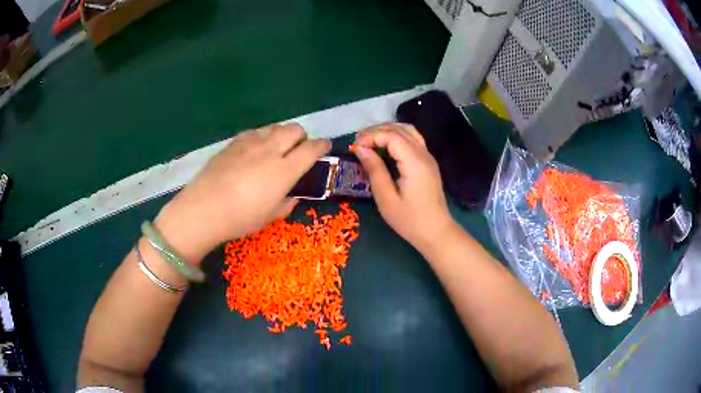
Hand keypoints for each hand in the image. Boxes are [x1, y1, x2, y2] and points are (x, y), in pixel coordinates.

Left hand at [156, 123, 330, 262]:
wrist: (203, 209)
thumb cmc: (240, 218)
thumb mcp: (270, 216)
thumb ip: (287, 202)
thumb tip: (292, 195)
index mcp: (284, 170)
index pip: (312, 148)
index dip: (322, 145)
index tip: (325, 148)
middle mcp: (270, 150)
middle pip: (294, 129)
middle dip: (302, 137)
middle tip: (298, 150)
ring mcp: (250, 143)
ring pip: (275, 127)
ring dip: (282, 134)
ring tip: (276, 148)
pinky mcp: (233, 142)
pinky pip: (255, 132)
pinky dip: (262, 137)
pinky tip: (254, 150)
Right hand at [352, 123, 454, 252]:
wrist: (436, 232)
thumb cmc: (409, 220)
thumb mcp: (386, 199)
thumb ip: (374, 170)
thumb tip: (360, 149)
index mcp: (415, 162)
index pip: (392, 136)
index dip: (371, 136)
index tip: (355, 147)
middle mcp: (424, 154)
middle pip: (400, 129)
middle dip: (377, 131)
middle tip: (358, 143)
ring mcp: (428, 157)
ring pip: (408, 131)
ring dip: (387, 131)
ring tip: (369, 142)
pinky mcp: (428, 162)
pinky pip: (412, 139)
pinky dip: (396, 137)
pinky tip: (384, 147)